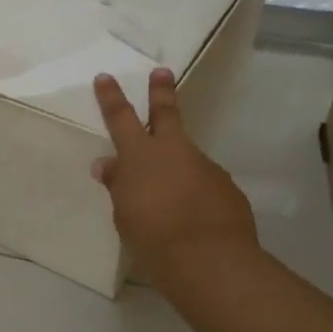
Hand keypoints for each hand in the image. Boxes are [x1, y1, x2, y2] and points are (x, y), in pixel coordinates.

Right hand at [92, 68, 258, 289]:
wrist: (210, 260)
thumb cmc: (153, 237)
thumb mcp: (124, 213)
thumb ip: (118, 185)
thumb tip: (107, 164)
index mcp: (140, 156)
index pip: (120, 118)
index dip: (111, 96)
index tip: (105, 77)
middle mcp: (174, 152)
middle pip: (166, 113)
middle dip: (161, 91)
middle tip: (162, 71)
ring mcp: (205, 167)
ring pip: (187, 156)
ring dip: (178, 166)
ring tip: (170, 196)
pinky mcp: (227, 188)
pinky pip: (204, 184)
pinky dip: (195, 193)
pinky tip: (193, 216)